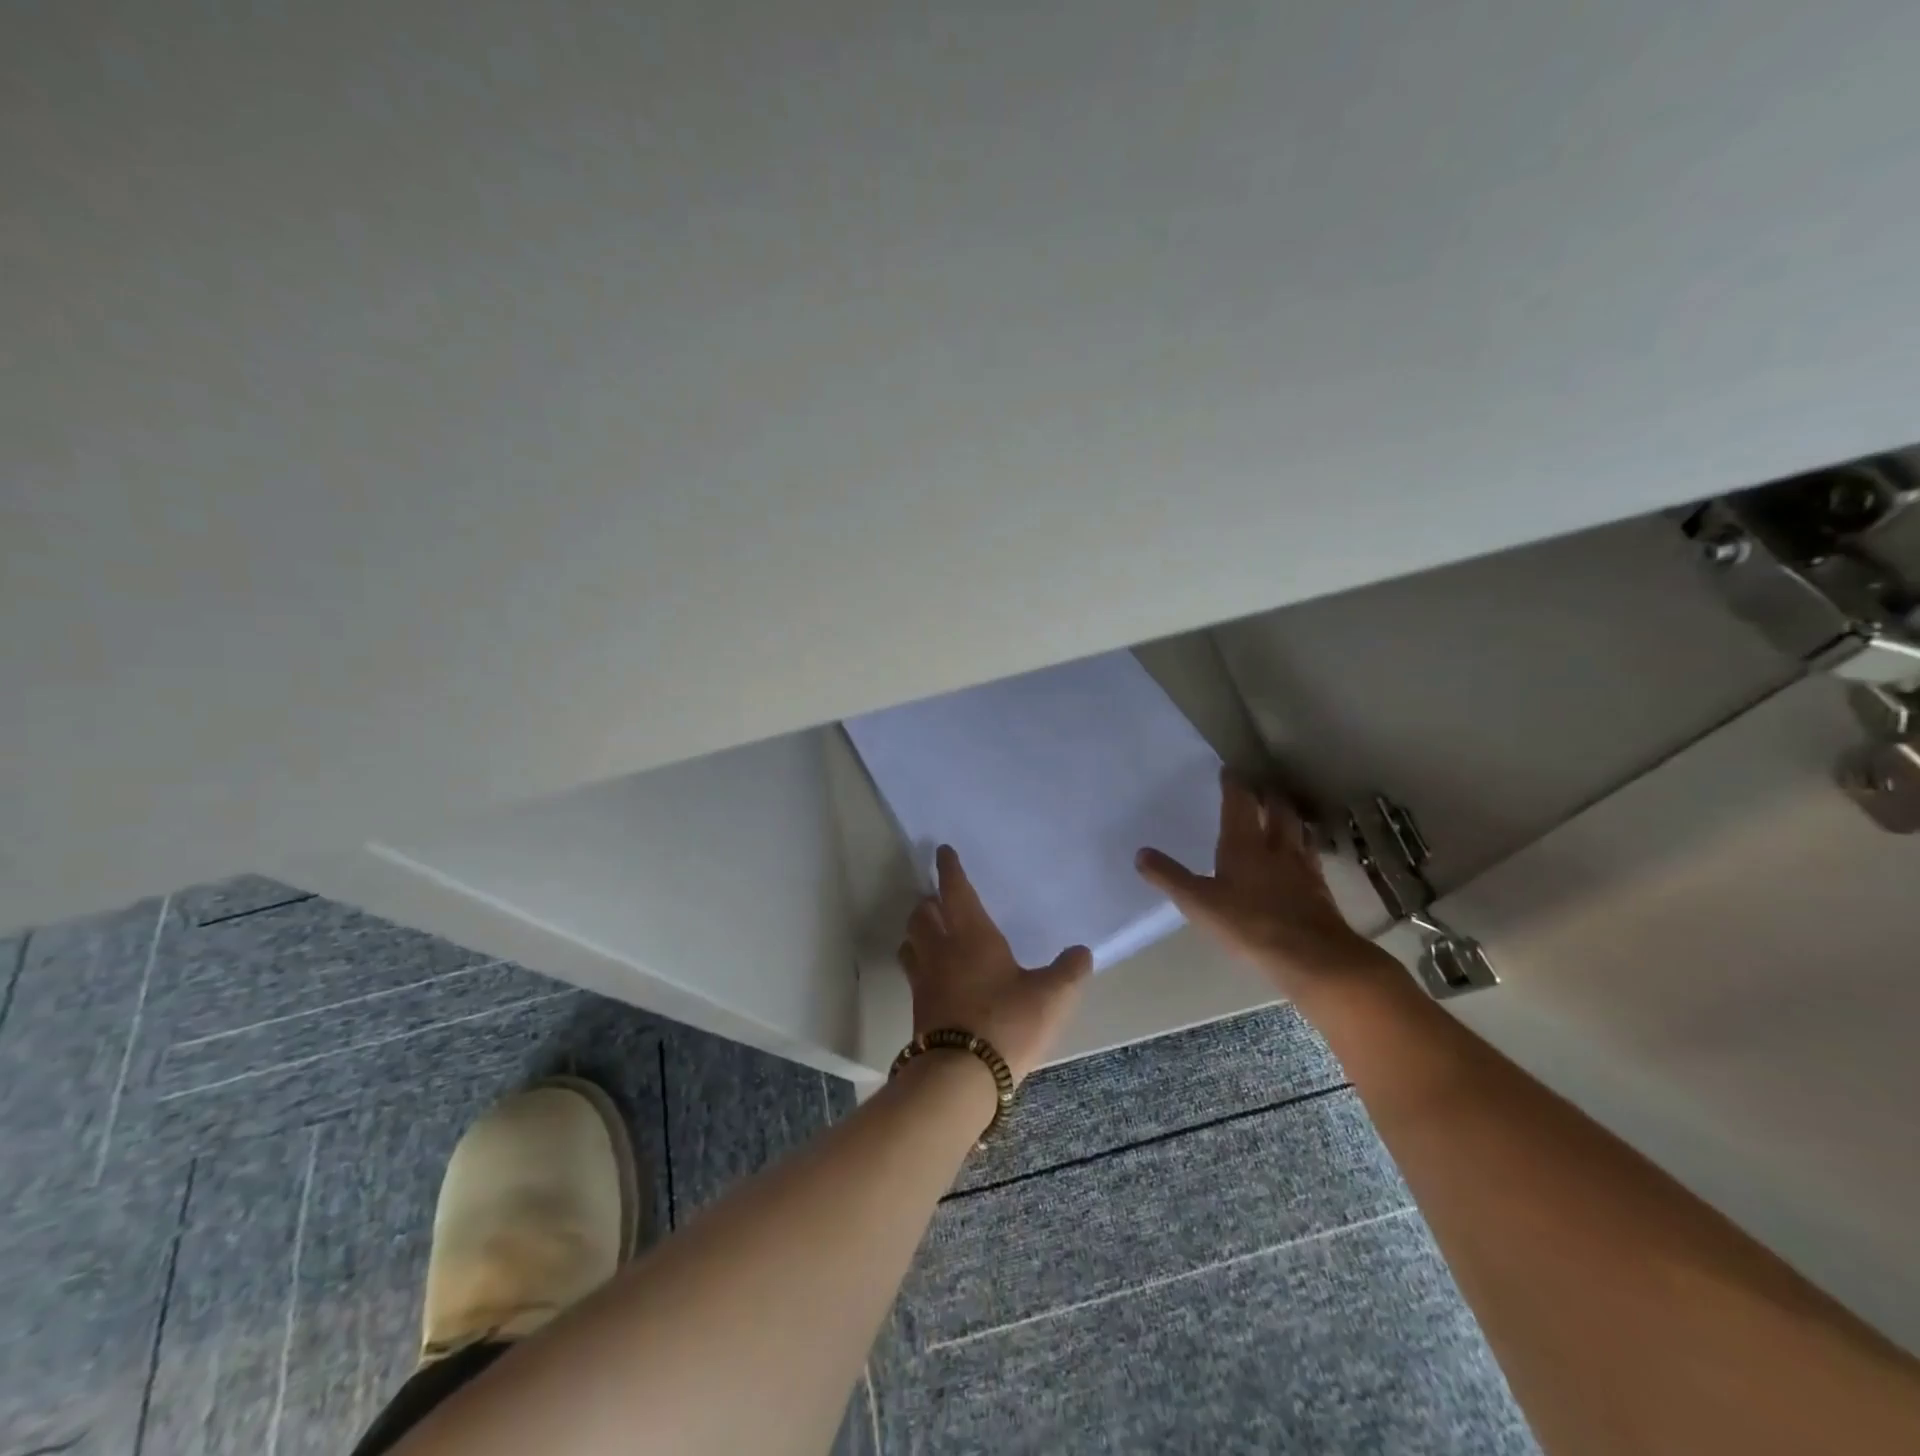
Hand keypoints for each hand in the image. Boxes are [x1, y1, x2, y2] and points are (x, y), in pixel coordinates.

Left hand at [899, 845, 1091, 1085]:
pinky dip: (918, 963)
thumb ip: (1069, 971)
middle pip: (922, 915)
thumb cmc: (1007, 1023)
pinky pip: (913, 973)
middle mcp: (941, 950)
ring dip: (917, 932)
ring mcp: (924, 980)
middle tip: (938, 899)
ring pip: (911, 942)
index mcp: (972, 935)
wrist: (960, 1076)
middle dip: (928, 902)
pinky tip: (933, 975)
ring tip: (929, 933)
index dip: (949, 869)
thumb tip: (1080, 952)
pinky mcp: (918, 1009)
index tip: (943, 852)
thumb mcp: (1052, 997)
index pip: (956, 891)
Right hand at [1136, 770, 1387, 1001]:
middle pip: (1276, 809)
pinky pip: (1311, 855)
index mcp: (1243, 843)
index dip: (1233, 784)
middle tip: (1260, 789)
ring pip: (1298, 829)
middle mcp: (1275, 846)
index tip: (1229, 770)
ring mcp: (1302, 865)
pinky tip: (1302, 856)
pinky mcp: (1319, 887)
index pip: (1239, 802)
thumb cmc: (1248, 924)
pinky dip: (1304, 846)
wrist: (1311, 956)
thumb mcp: (1198, 902)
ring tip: (1283, 814)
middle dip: (1267, 795)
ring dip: (1289, 817)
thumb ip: (1169, 877)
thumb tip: (1140, 853)